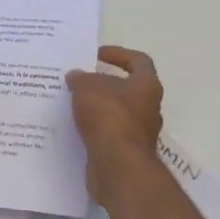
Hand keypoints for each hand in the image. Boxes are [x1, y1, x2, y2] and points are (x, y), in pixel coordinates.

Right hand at [66, 45, 163, 203]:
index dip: (118, 54)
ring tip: (71, 104)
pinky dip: (93, 128)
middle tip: (78, 81)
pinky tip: (73, 127)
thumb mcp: (87, 87)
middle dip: (103, 84)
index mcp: (147, 85)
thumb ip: (81, 78)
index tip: (95, 56)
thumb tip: (77, 76)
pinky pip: (108, 133)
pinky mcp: (126, 151)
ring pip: (116, 112)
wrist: (117, 164)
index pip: (138, 61)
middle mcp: (149, 107)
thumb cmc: (108, 116)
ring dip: (97, 108)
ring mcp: (139, 132)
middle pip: (127, 88)